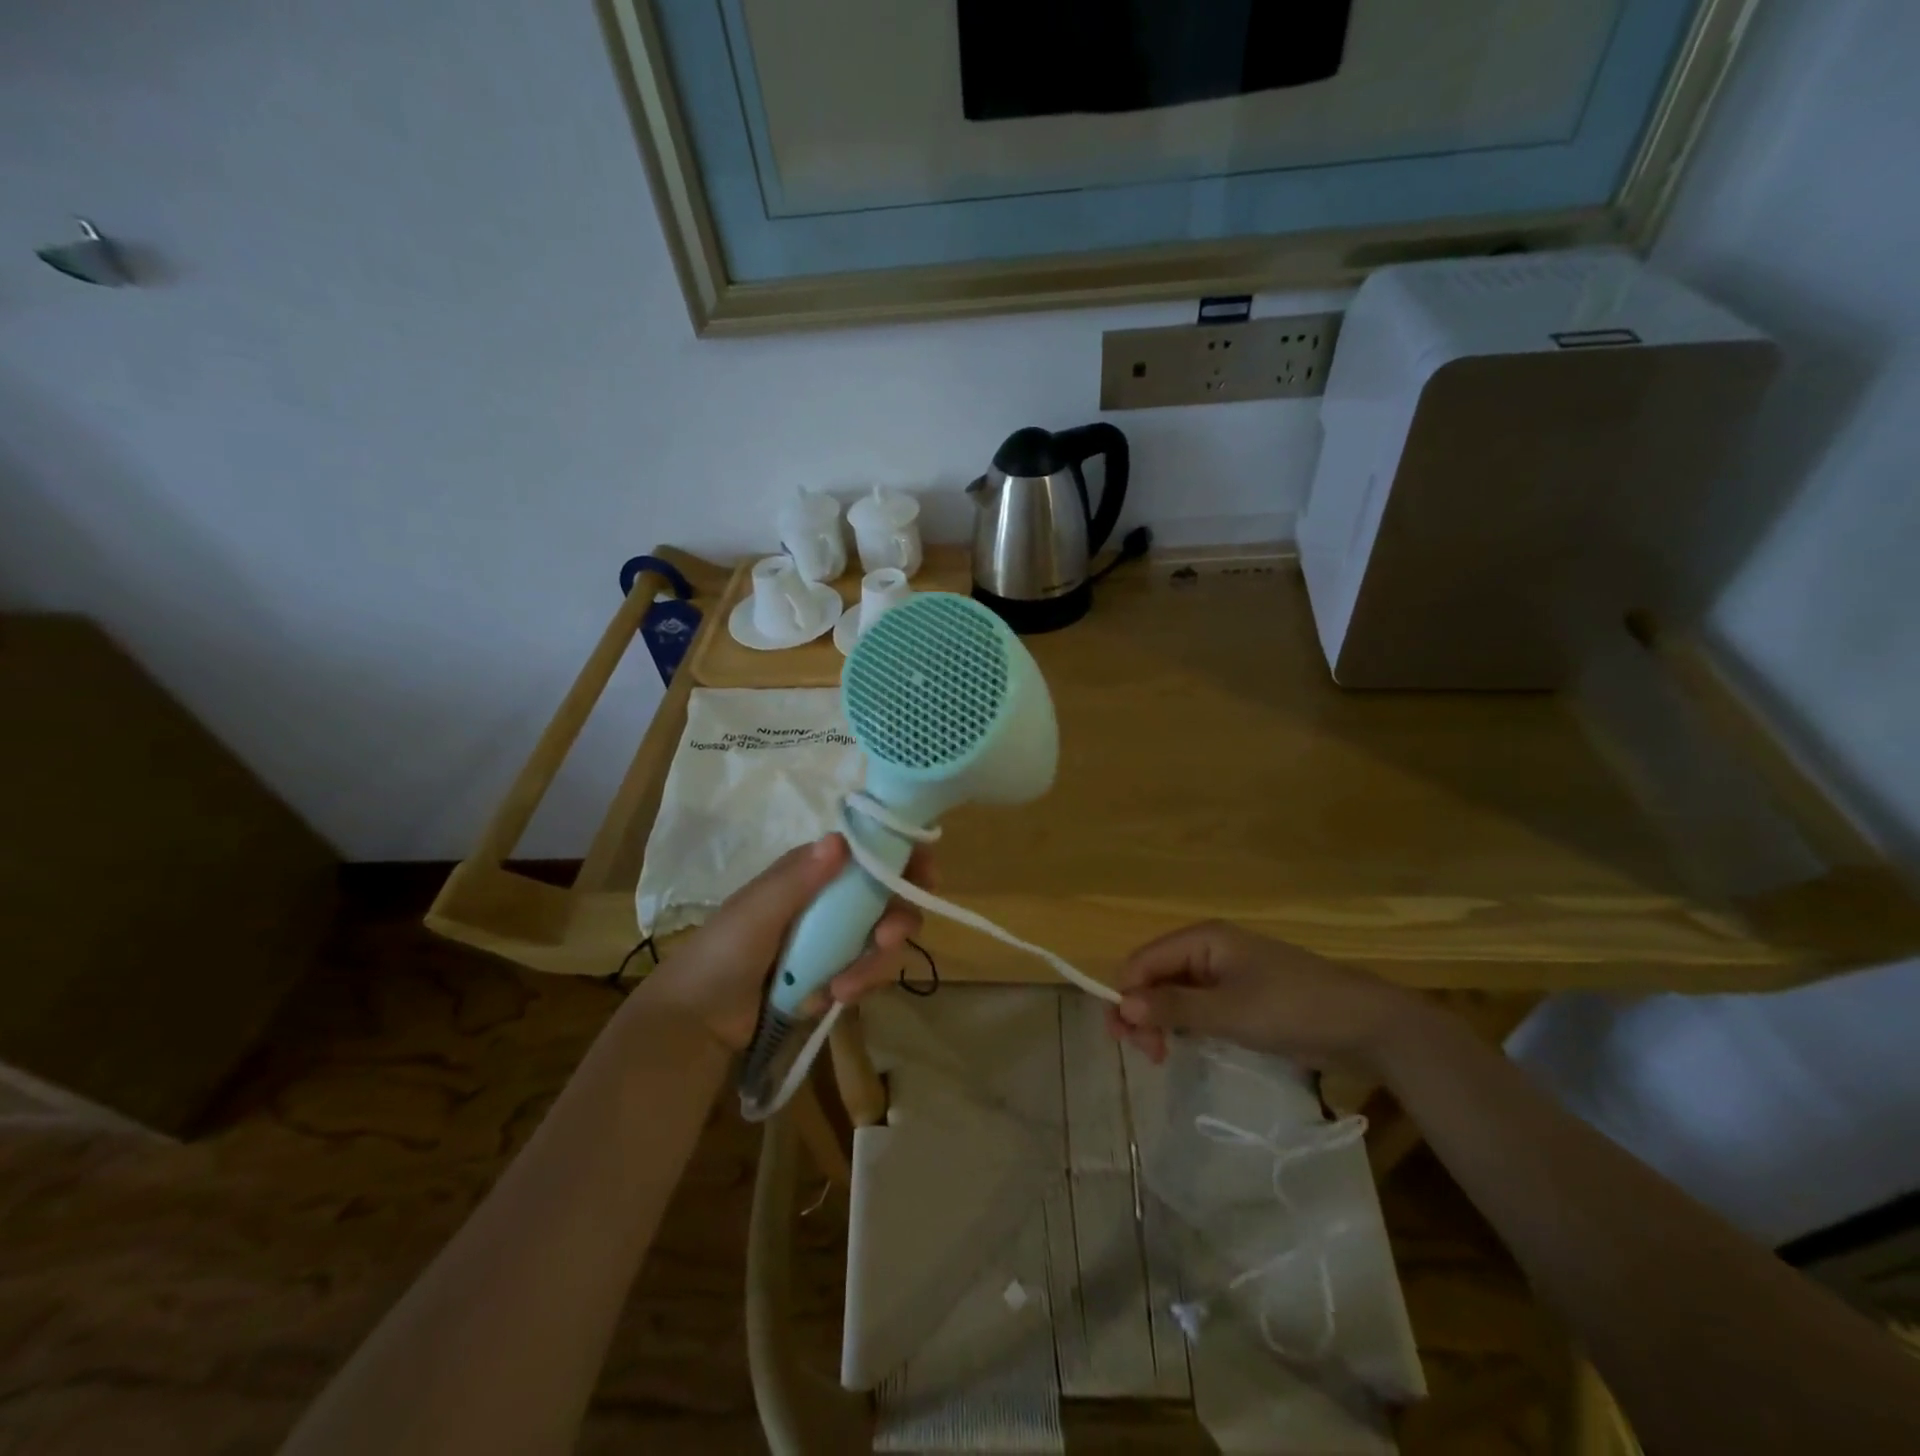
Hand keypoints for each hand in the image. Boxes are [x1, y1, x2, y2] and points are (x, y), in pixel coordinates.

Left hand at [634, 833, 933, 1051]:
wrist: (697, 1022)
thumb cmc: (722, 954)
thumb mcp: (757, 912)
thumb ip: (799, 878)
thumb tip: (841, 838)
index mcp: (811, 872)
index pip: (870, 852)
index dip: (903, 857)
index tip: (925, 876)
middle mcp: (829, 900)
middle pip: (888, 899)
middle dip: (896, 920)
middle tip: (886, 939)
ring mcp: (833, 939)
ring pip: (882, 941)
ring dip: (872, 964)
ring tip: (840, 990)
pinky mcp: (834, 974)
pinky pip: (867, 973)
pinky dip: (856, 986)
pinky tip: (827, 1000)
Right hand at [1105, 921, 1427, 1078]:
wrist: (1364, 1024)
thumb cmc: (1291, 1008)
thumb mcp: (1228, 1012)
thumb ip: (1173, 1008)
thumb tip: (1123, 1007)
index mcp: (1202, 939)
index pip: (1143, 961)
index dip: (1127, 995)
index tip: (1126, 1039)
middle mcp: (1207, 949)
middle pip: (1155, 976)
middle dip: (1143, 1011)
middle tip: (1149, 1055)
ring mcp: (1224, 973)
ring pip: (1173, 993)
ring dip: (1160, 1021)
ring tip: (1163, 1056)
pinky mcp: (1239, 997)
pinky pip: (1196, 1005)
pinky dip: (1183, 1025)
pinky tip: (1183, 1046)